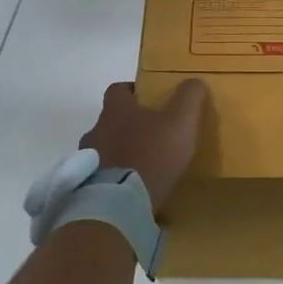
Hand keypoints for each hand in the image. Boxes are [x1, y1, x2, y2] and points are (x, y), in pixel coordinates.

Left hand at [80, 80, 208, 209]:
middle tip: (150, 134)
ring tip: (141, 165)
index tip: (148, 99)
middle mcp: (97, 129)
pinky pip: (101, 174)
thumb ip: (189, 98)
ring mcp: (89, 158)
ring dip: (118, 152)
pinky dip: (113, 176)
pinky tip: (131, 187)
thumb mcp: (181, 122)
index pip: (117, 90)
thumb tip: (195, 81)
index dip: (132, 91)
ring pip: (104, 148)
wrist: (121, 202)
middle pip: (110, 120)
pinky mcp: (87, 184)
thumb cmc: (152, 154)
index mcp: (117, 110)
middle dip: (127, 124)